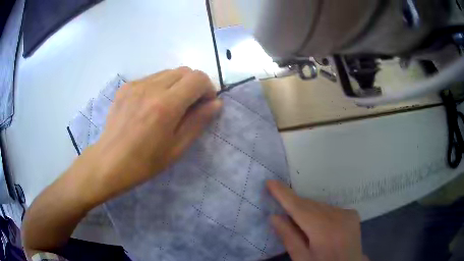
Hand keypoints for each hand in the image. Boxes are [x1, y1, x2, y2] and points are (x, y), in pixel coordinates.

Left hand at [88, 67, 221, 202]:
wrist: (109, 162)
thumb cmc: (144, 162)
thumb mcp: (177, 148)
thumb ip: (198, 122)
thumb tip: (216, 103)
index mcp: (166, 105)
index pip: (198, 78)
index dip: (208, 88)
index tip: (205, 104)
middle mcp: (151, 87)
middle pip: (184, 71)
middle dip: (194, 85)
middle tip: (190, 106)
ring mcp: (136, 85)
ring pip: (168, 72)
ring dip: (177, 85)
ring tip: (170, 107)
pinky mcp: (126, 87)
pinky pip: (151, 78)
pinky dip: (160, 86)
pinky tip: (152, 106)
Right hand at [267, 180, 366, 260]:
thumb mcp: (301, 258)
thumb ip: (289, 237)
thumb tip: (274, 216)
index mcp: (324, 231)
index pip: (300, 208)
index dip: (284, 195)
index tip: (270, 182)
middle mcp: (338, 217)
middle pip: (310, 205)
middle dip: (294, 204)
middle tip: (281, 210)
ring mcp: (347, 214)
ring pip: (319, 206)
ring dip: (307, 210)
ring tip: (301, 224)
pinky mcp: (352, 214)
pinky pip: (329, 208)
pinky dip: (319, 213)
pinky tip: (318, 226)